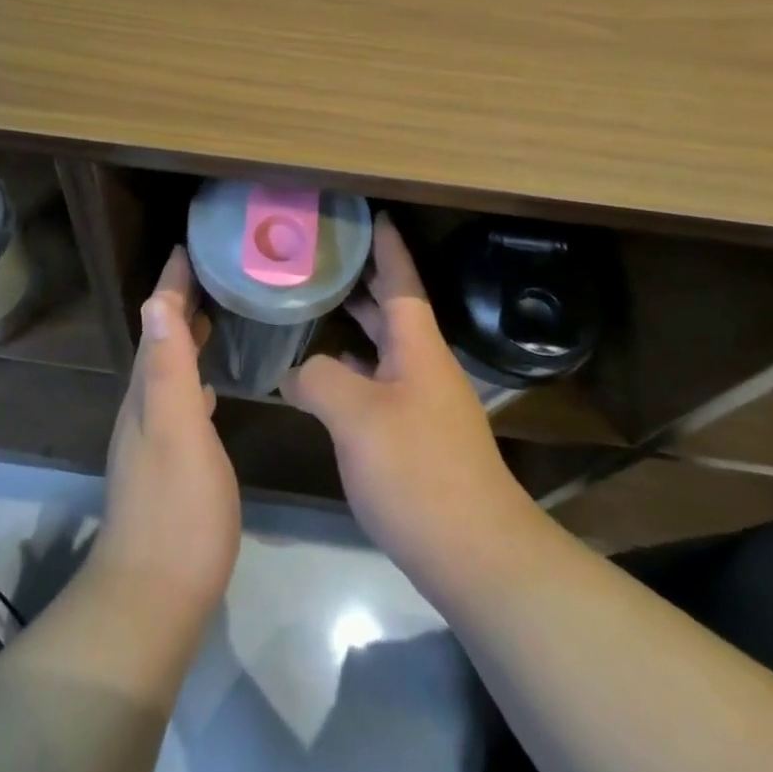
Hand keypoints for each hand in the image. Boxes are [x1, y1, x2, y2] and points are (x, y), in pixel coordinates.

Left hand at [92, 248, 241, 623]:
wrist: (153, 595)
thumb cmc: (176, 510)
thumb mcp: (176, 431)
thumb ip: (168, 369)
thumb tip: (156, 302)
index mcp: (146, 393)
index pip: (158, 324)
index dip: (171, 287)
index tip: (188, 249)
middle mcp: (143, 408)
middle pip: (161, 341)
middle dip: (180, 304)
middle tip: (210, 273)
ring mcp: (154, 438)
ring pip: (170, 370)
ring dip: (187, 338)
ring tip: (214, 316)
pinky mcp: (169, 464)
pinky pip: (182, 400)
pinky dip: (194, 378)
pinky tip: (212, 387)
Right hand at [281, 214, 540, 588]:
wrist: (476, 554)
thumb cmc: (418, 472)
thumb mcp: (356, 417)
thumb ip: (319, 380)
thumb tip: (296, 371)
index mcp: (418, 348)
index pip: (402, 282)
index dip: (388, 248)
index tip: (375, 216)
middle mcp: (424, 368)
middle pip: (394, 311)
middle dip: (365, 281)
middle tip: (327, 257)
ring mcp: (424, 404)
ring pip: (386, 349)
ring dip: (357, 326)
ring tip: (318, 306)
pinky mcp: (419, 438)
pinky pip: (380, 384)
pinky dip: (354, 370)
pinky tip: (327, 378)